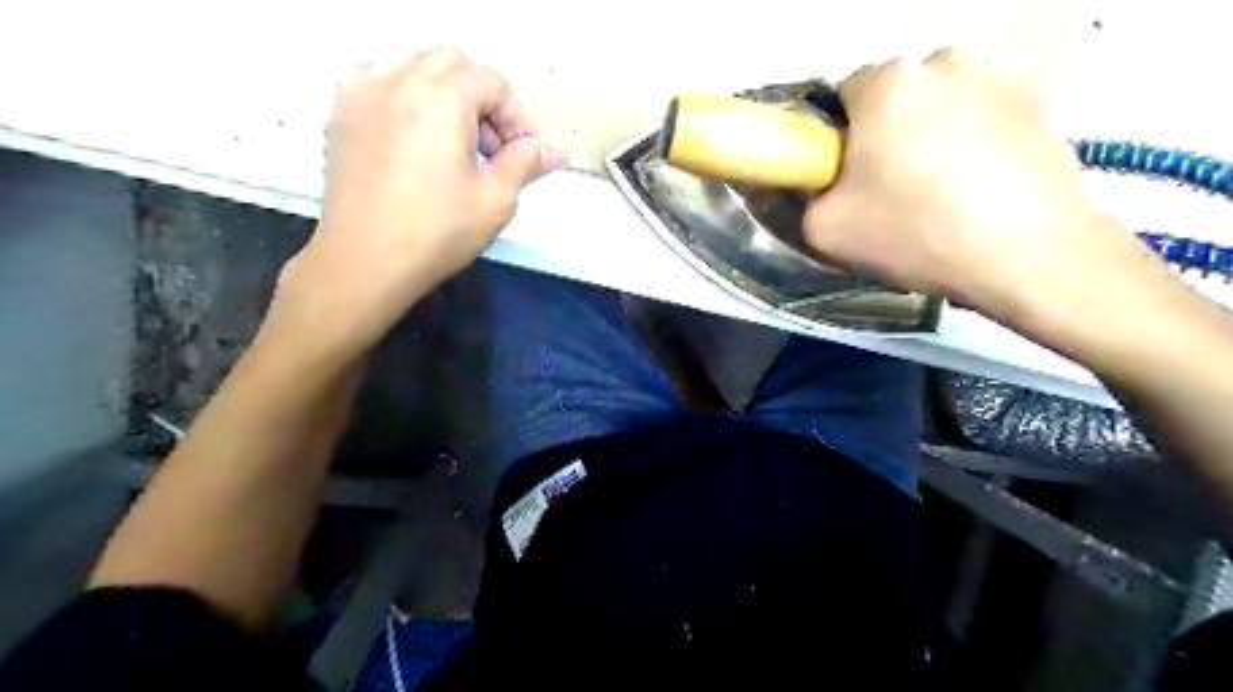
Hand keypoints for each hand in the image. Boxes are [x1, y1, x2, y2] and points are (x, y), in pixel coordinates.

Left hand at [273, 45, 563, 354]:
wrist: (365, 260)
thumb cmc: (438, 232)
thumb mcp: (495, 200)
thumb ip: (526, 163)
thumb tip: (554, 152)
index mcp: (441, 98)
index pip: (491, 82)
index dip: (516, 116)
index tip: (523, 154)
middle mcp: (398, 80)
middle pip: (452, 63)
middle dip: (482, 98)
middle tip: (493, 147)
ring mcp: (362, 94)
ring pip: (414, 67)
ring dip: (446, 95)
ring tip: (455, 145)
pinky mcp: (340, 115)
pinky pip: (378, 82)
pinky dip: (405, 97)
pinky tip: (413, 136)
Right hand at [805, 45, 1152, 320]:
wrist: (1026, 253)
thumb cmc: (915, 233)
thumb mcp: (824, 229)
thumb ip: (808, 195)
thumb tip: (824, 184)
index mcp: (886, 82)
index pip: (842, 98)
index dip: (840, 141)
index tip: (852, 179)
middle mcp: (941, 61)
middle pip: (894, 99)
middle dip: (887, 136)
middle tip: (894, 191)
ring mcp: (996, 75)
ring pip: (939, 107)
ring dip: (931, 138)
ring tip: (943, 194)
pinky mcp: (1038, 100)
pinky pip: (981, 118)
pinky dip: (972, 145)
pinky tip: (979, 190)